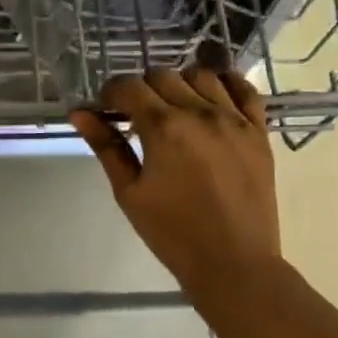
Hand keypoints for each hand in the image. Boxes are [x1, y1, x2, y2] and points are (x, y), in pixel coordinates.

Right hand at [69, 67, 282, 315]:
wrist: (233, 262)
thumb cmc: (172, 232)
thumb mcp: (128, 192)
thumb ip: (106, 147)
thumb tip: (79, 113)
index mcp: (163, 127)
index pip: (128, 87)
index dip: (110, 94)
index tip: (106, 111)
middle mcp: (200, 112)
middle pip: (162, 76)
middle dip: (142, 89)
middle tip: (135, 116)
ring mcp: (234, 119)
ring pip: (202, 75)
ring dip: (180, 84)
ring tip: (173, 109)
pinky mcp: (258, 131)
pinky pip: (245, 90)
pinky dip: (226, 84)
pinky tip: (212, 96)